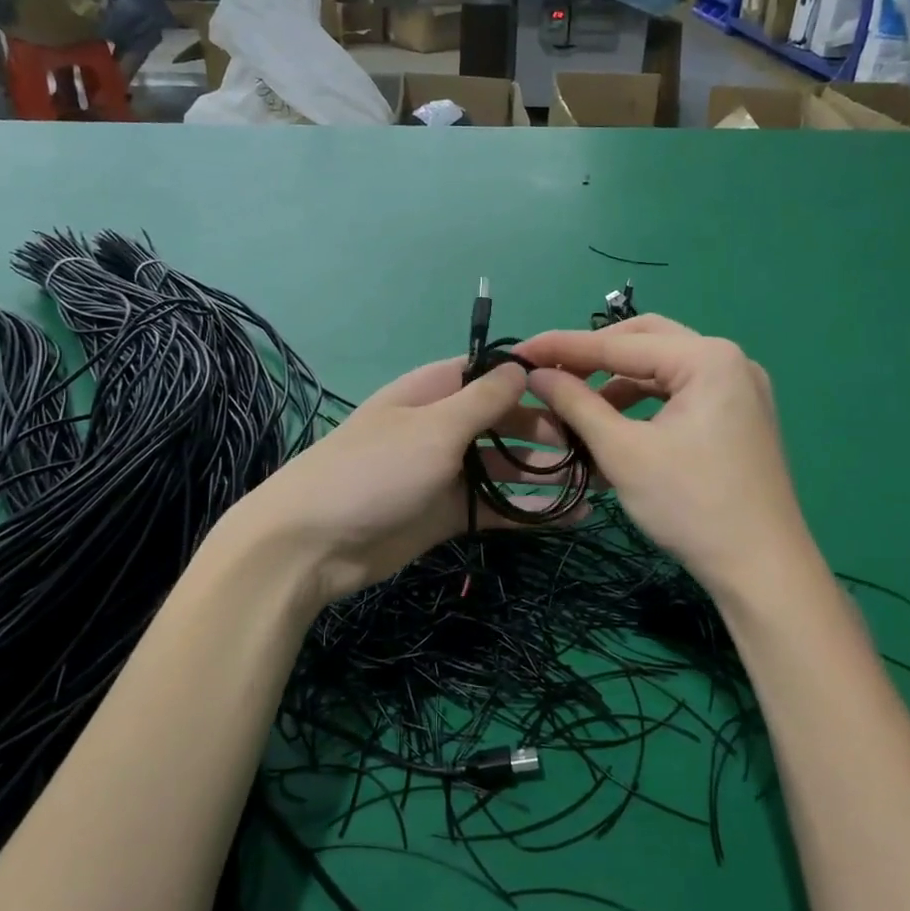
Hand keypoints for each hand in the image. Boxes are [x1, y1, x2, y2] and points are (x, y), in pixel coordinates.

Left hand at [222, 357, 582, 613]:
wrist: (312, 545)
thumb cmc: (374, 471)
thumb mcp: (433, 428)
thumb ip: (482, 400)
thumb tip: (521, 366)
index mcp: (433, 392)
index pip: (489, 372)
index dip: (532, 376)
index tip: (582, 385)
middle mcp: (442, 427)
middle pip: (504, 420)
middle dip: (548, 429)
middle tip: (596, 446)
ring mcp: (445, 473)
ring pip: (505, 466)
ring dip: (545, 473)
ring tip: (597, 482)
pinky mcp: (447, 514)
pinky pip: (495, 508)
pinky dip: (528, 511)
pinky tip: (569, 517)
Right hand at [519, 316, 806, 593]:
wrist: (762, 571)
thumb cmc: (690, 507)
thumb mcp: (622, 452)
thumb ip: (576, 404)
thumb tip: (536, 374)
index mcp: (707, 359)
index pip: (619, 343)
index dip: (563, 347)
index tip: (519, 351)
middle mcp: (729, 360)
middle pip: (645, 340)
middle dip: (595, 355)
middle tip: (551, 372)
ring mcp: (740, 387)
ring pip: (663, 367)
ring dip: (618, 381)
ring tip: (578, 407)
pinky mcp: (740, 415)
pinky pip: (681, 391)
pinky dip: (644, 401)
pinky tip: (616, 426)